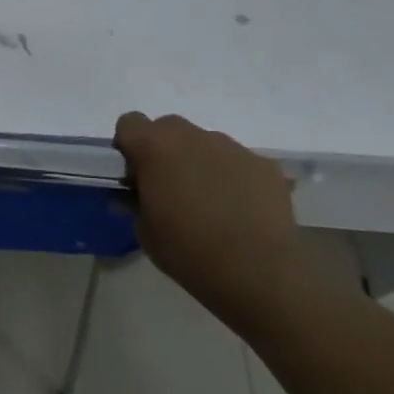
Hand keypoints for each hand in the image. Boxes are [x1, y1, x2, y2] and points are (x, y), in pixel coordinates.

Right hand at [114, 112, 301, 305]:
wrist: (257, 271)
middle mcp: (192, 136)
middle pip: (168, 128)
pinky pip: (238, 163)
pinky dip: (233, 178)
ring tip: (210, 202)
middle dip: (164, 151)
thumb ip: (135, 202)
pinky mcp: (265, 165)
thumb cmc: (187, 250)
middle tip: (169, 187)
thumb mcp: (144, 230)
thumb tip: (135, 195)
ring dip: (200, 163)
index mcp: (154, 147)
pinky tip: (240, 210)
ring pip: (205, 144)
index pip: (129, 123)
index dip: (129, 146)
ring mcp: (232, 148)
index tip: (135, 174)